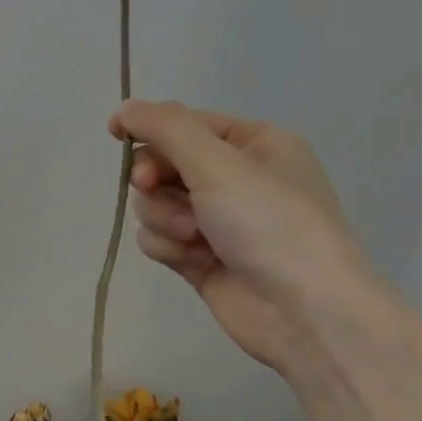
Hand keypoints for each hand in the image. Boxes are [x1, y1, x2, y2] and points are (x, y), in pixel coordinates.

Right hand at [111, 100, 388, 374]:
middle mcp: (236, 179)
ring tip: (195, 238)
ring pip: (155, 205)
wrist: (304, 312)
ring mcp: (218, 222)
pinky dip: (169, 248)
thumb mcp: (219, 163)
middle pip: (164, 166)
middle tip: (153, 187)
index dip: (150, 129)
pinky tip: (195, 261)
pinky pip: (160, 239)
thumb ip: (166, 129)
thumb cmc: (270, 224)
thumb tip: (124, 108)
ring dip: (165, 219)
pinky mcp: (201, 259)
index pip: (186, 124)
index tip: (117, 135)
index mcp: (254, 145)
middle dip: (157, 181)